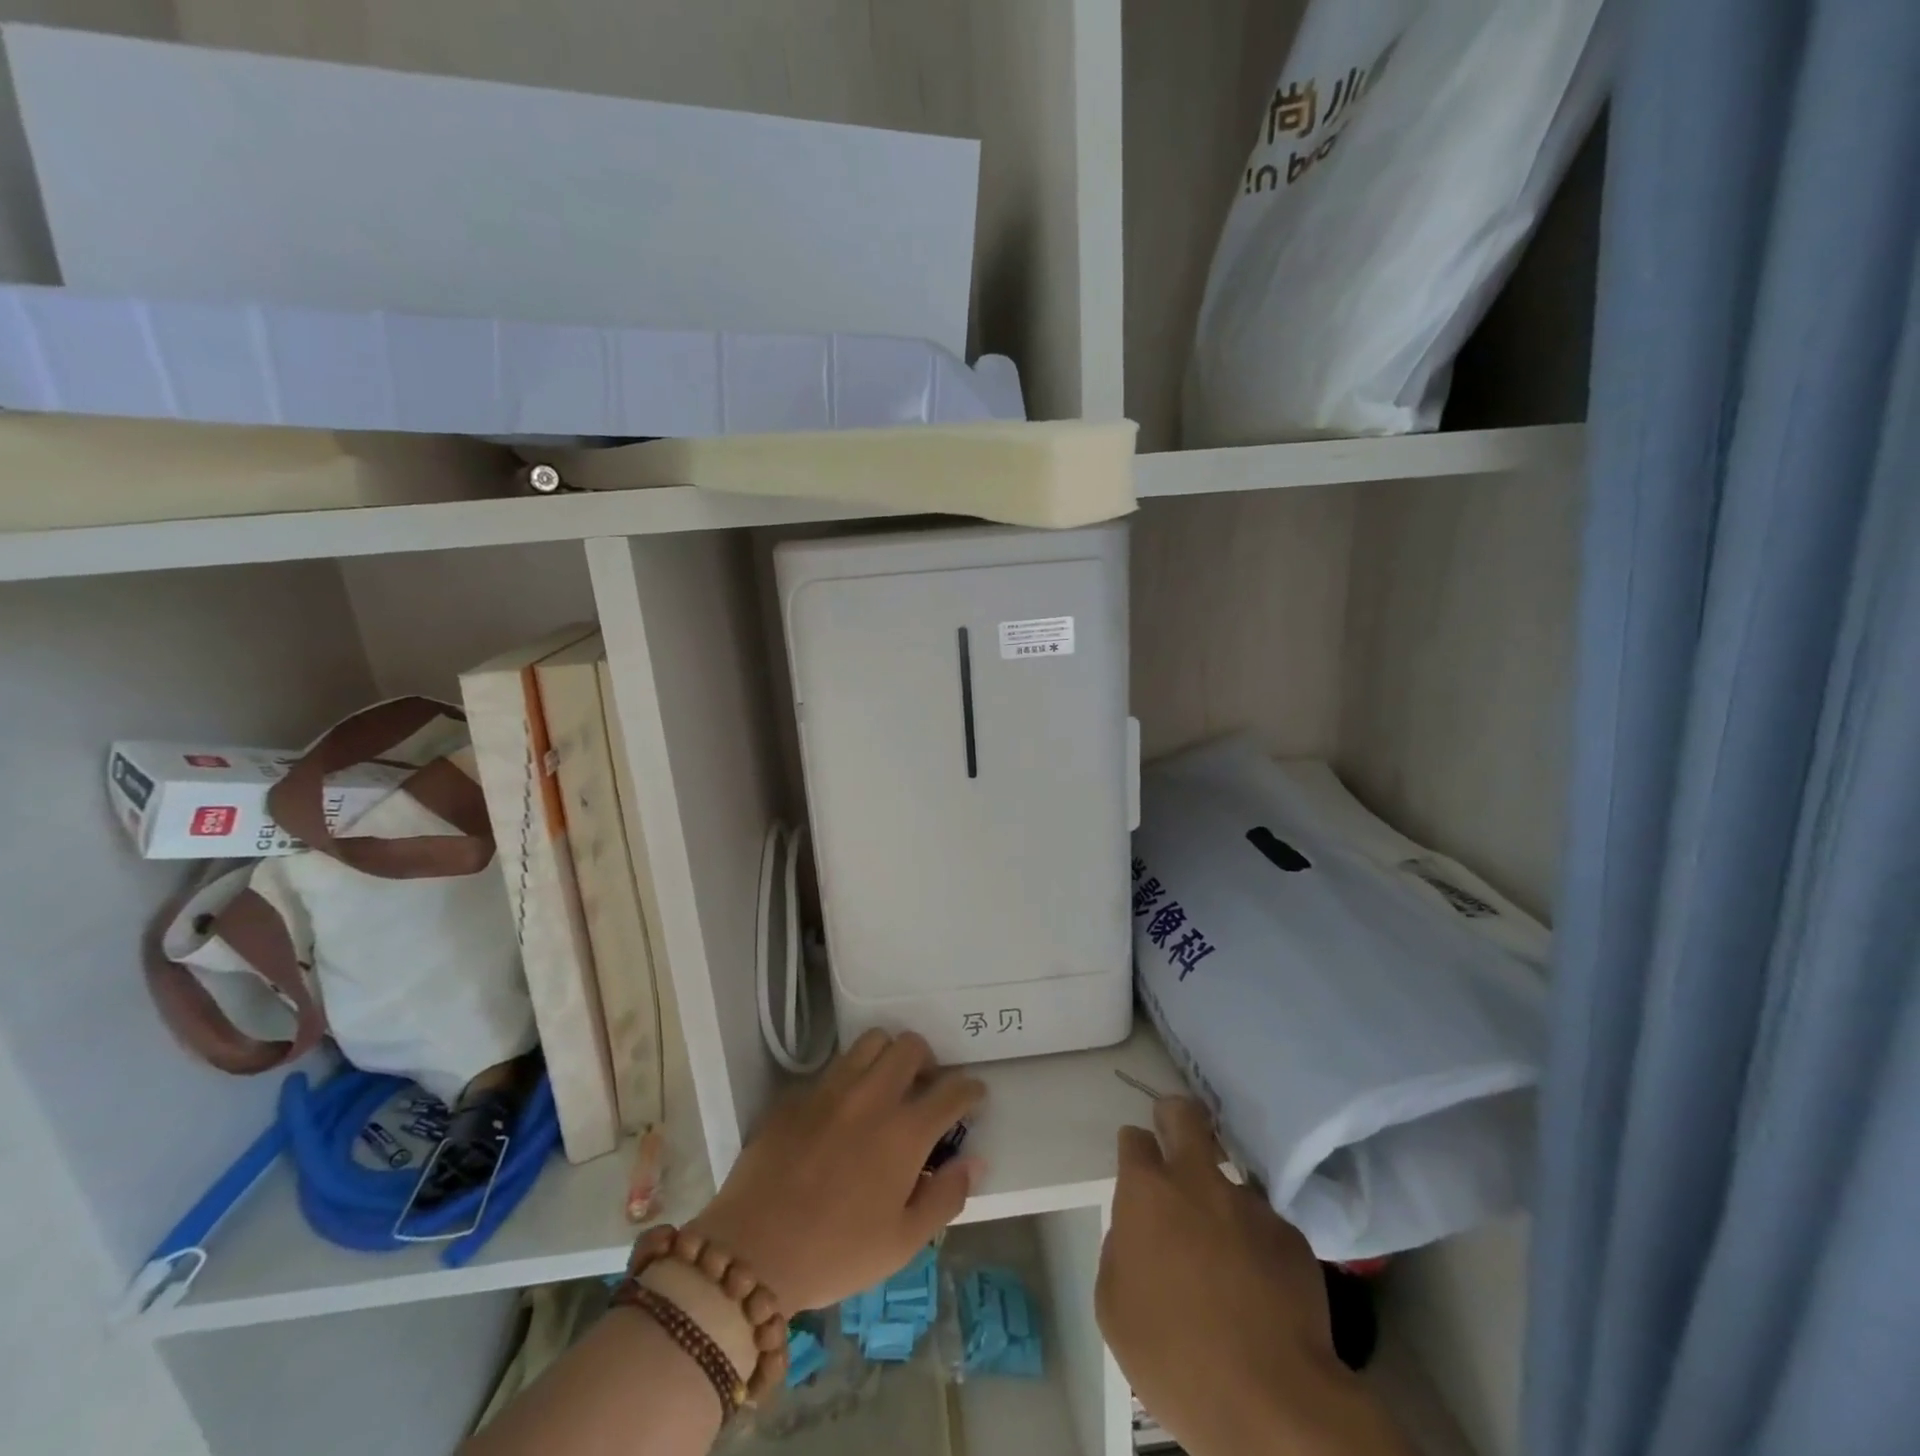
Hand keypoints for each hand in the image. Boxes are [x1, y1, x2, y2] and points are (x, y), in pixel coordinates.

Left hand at [688, 1029, 984, 1313]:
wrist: (751, 1253)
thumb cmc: (835, 1254)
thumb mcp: (902, 1243)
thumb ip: (946, 1197)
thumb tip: (974, 1161)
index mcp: (905, 1132)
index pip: (952, 1090)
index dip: (970, 1089)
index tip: (974, 1097)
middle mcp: (872, 1096)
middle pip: (911, 1046)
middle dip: (928, 1061)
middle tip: (925, 1088)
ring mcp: (831, 1088)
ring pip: (871, 1041)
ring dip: (888, 1056)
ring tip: (886, 1086)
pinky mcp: (797, 1093)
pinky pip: (833, 1067)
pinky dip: (849, 1077)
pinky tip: (843, 1110)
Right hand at [1097, 1098, 1409, 1455]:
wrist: (1273, 1406)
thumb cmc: (1175, 1358)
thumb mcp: (1114, 1308)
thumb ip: (1119, 1252)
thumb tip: (1137, 1235)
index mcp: (1147, 1192)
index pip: (1134, 1139)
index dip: (1134, 1149)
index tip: (1136, 1167)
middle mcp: (1198, 1181)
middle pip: (1185, 1116)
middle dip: (1175, 1116)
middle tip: (1174, 1136)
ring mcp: (1250, 1206)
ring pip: (1228, 1182)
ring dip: (1221, 1203)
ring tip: (1225, 1254)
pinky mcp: (1292, 1237)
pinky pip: (1265, 1229)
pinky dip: (1257, 1247)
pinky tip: (1260, 1290)